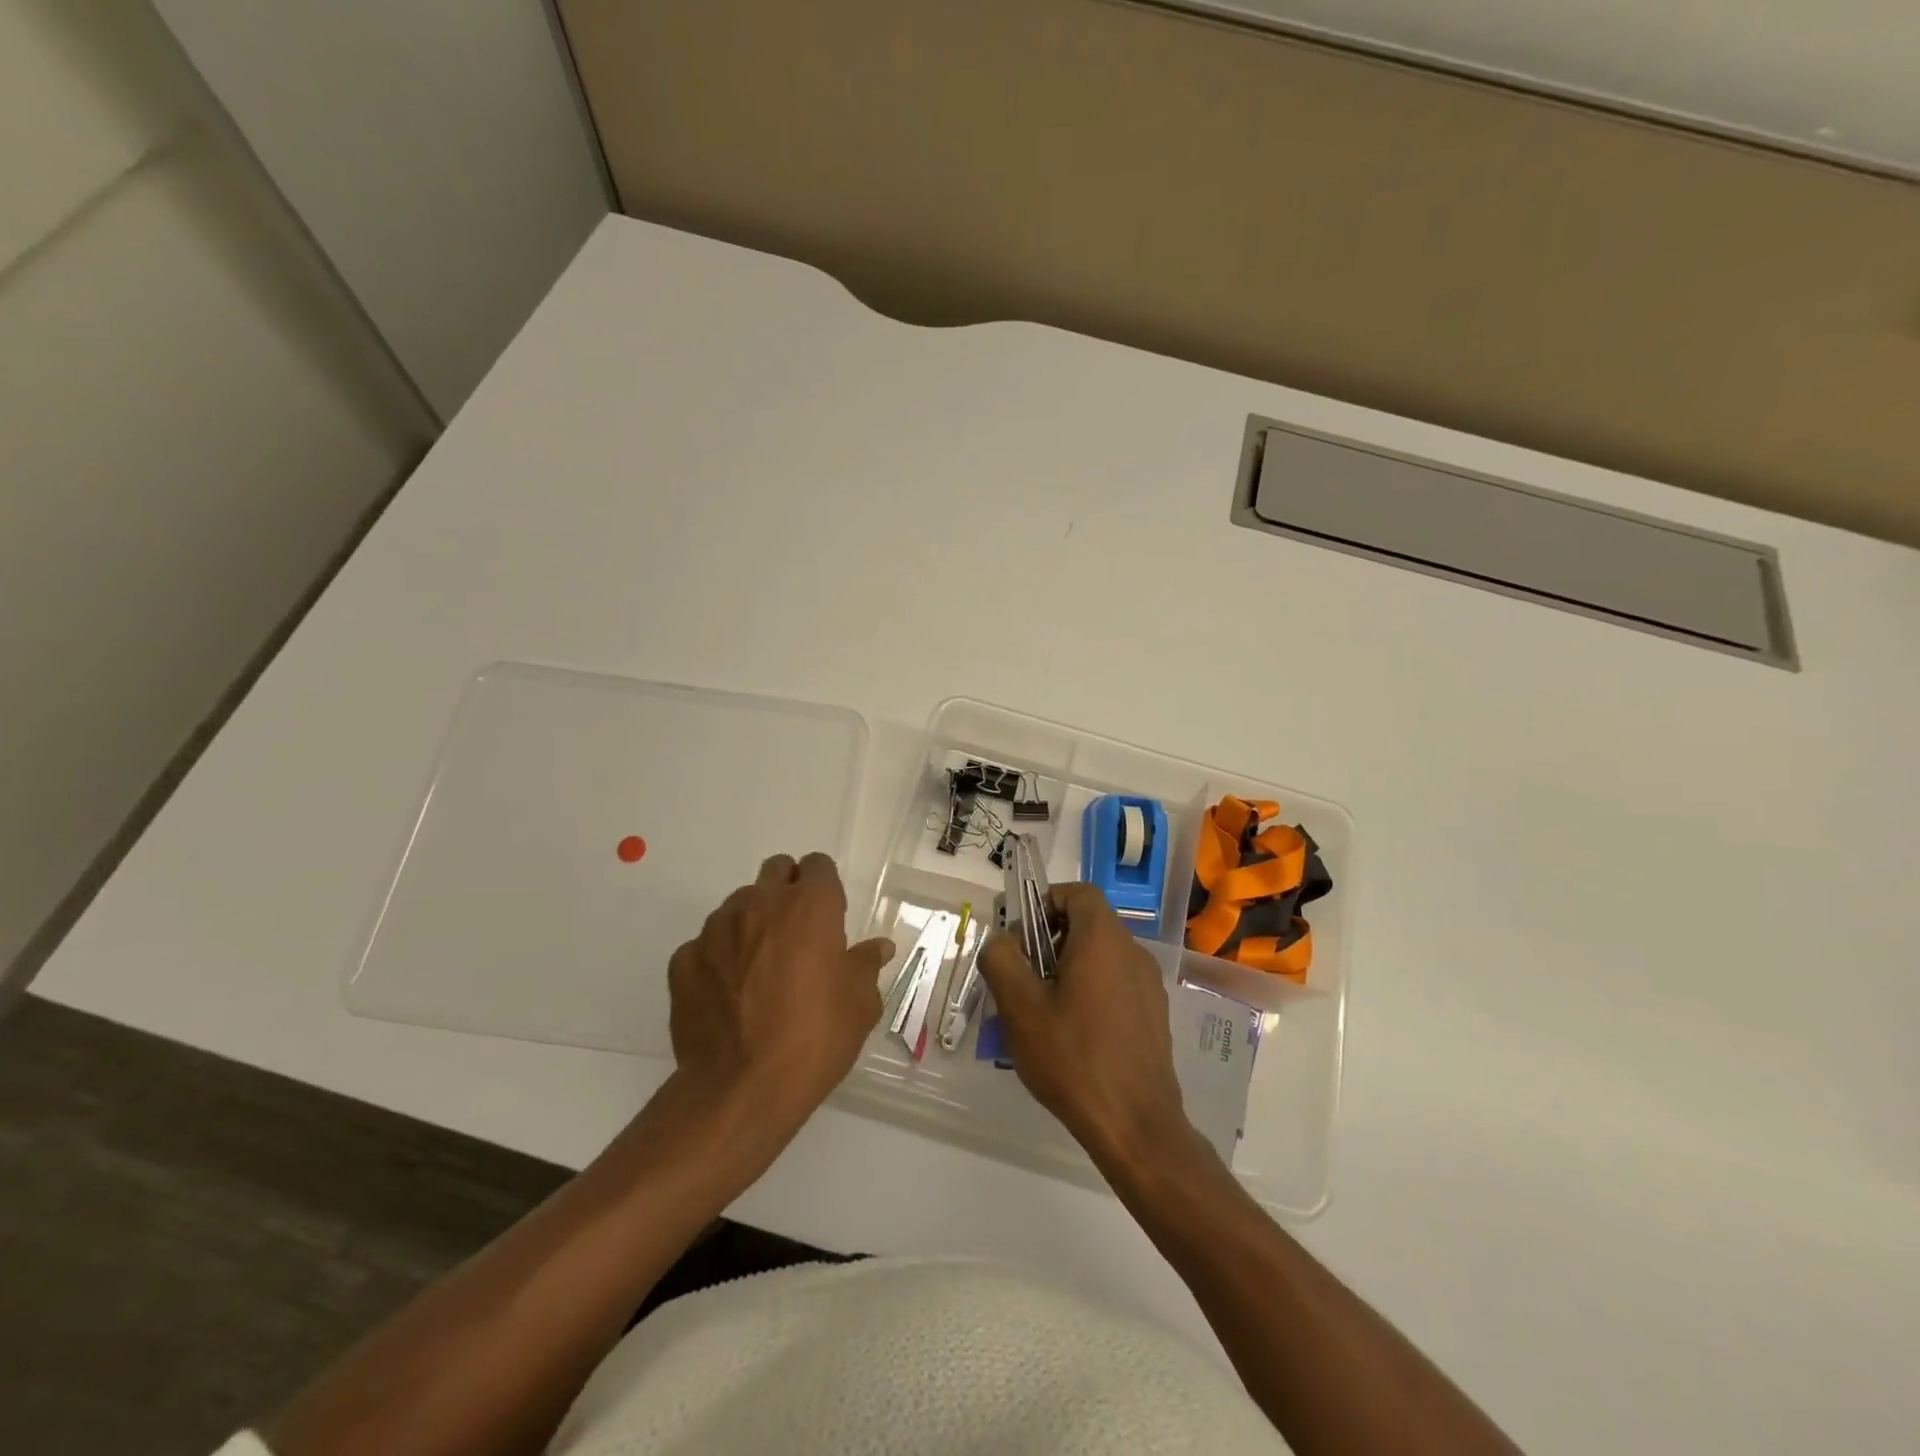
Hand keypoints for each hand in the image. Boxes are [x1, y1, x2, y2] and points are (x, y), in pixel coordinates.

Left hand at [667, 853, 893, 1136]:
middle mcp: (761, 903)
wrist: (740, 1090)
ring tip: (759, 968)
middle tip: (797, 933)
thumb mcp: (860, 1005)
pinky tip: (728, 994)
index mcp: (810, 906)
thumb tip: (879, 947)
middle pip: (776, 870)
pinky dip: (720, 958)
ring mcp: (716, 928)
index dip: (825, 886)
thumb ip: (866, 965)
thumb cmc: (814, 1039)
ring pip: (739, 905)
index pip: (818, 865)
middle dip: (787, 890)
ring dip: (753, 923)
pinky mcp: (684, 959)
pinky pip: (706, 944)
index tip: (829, 916)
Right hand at [977, 883, 1196, 1171]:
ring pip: (1101, 957)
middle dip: (1050, 941)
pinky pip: (1115, 985)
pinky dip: (1090, 992)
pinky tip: (1071, 1036)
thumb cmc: (1073, 1057)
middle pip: (1087, 925)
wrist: (1136, 1125)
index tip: (1021, 935)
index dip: (1045, 902)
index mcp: (1103, 939)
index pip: (1077, 893)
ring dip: (1068, 969)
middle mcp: (1132, 952)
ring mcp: (1148, 985)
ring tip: (1042, 1011)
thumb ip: (1001, 958)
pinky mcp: (1154, 1015)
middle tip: (1024, 977)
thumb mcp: (1019, 1006)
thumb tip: (1002, 941)